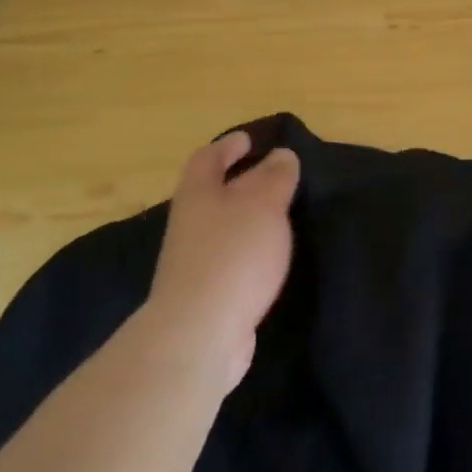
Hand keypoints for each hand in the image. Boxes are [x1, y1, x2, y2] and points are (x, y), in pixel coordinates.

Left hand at [141, 131, 299, 392]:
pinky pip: (230, 258)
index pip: (208, 159)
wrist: (200, 331)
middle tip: (272, 175)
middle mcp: (190, 223)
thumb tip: (281, 155)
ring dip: (245, 217)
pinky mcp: (207, 292)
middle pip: (210, 192)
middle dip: (237, 181)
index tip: (249, 139)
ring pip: (221, 226)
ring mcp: (194, 260)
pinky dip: (249, 249)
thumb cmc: (233, 256)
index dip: (228, 146)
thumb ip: (274, 178)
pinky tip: (270, 257)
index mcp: (198, 194)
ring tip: (279, 215)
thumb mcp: (263, 205)